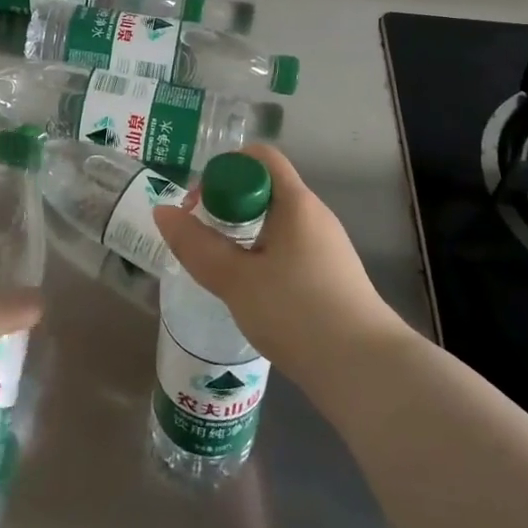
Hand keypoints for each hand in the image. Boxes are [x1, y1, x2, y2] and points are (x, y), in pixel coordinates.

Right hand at [151, 145, 406, 383]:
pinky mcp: (330, 277)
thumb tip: (162, 211)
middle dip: (226, 207)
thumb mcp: (235, 279)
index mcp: (296, 203)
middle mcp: (314, 216)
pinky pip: (287, 250)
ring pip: (274, 224)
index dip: (223, 170)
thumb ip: (195, 245)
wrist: (364, 369)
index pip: (259, 157)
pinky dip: (261, 258)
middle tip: (200, 240)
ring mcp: (326, 247)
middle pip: (264, 189)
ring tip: (218, 269)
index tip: (199, 205)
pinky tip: (248, 293)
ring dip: (241, 237)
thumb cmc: (297, 312)